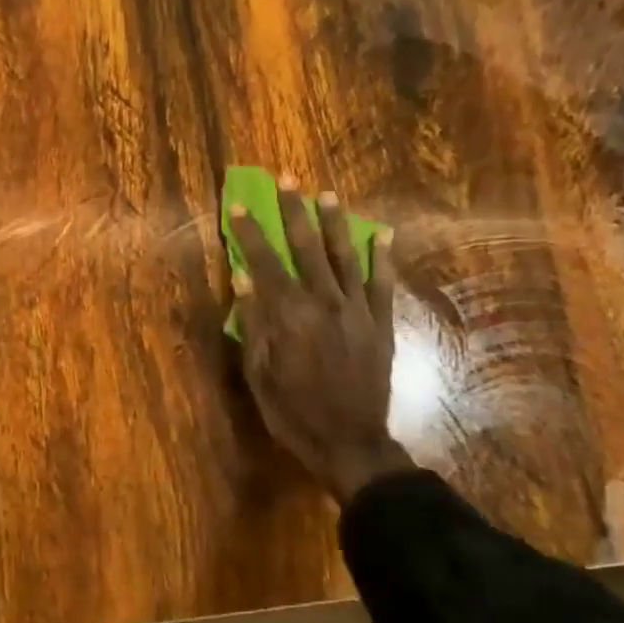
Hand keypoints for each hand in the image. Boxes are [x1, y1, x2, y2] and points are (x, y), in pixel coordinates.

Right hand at [228, 175, 413, 503]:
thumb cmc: (293, 412)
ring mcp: (358, 311)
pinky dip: (383, 258)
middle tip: (287, 180)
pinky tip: (382, 234)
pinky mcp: (381, 324)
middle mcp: (324, 302)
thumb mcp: (258, 372)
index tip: (240, 206)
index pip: (265, 262)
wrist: (349, 442)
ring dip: (335, 223)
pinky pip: (383, 283)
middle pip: (306, 247)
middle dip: (293, 211)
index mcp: (290, 315)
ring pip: (345, 256)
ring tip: (327, 195)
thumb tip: (243, 278)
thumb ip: (252, 323)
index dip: (251, 232)